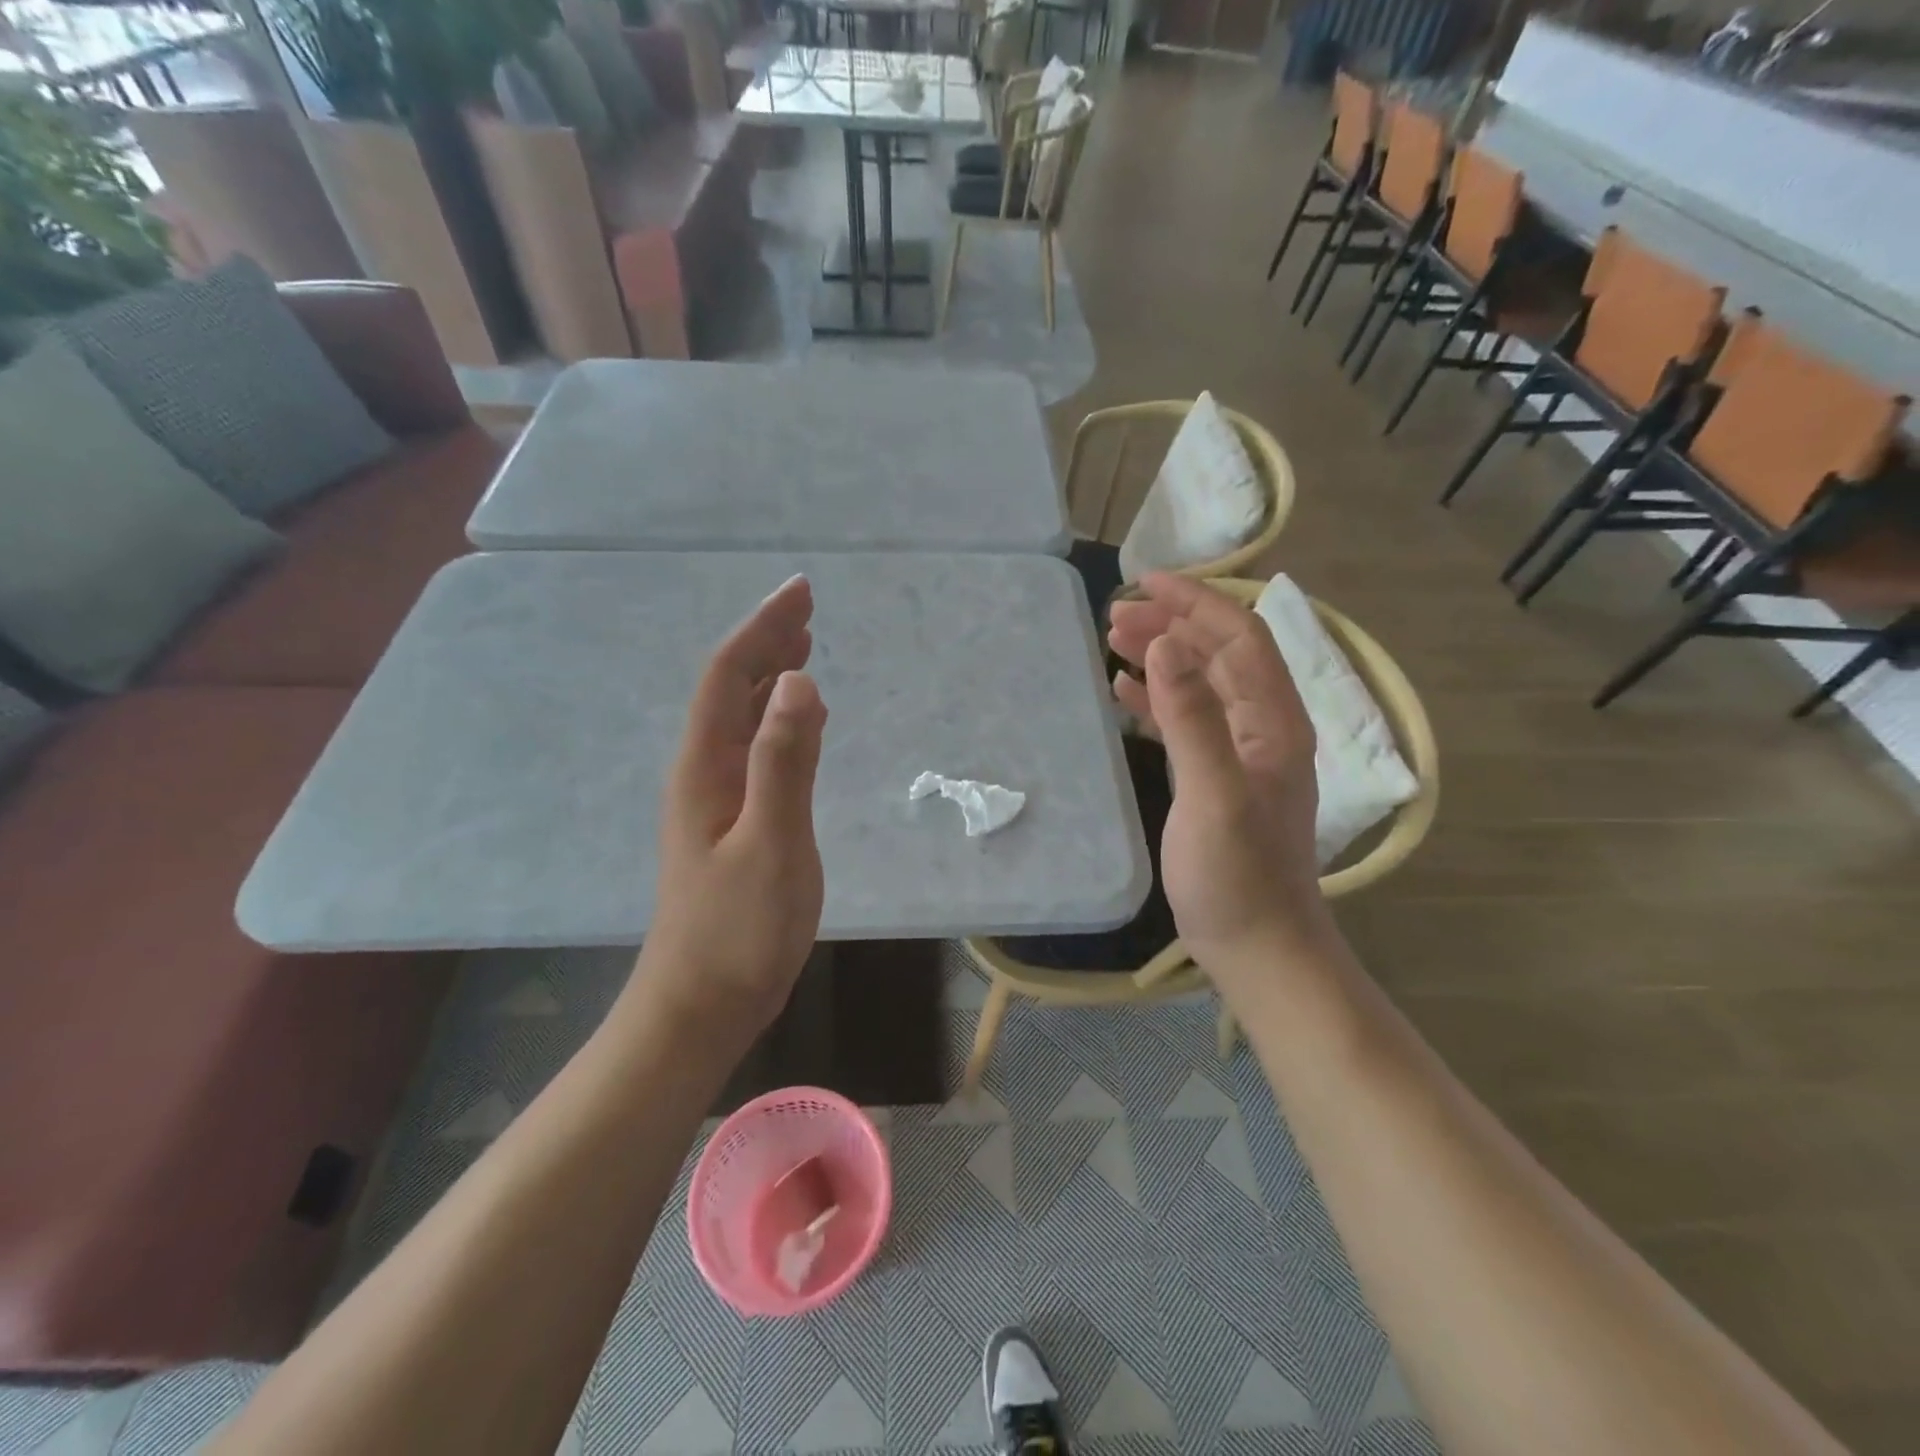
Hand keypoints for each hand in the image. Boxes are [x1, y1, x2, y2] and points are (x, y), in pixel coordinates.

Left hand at [631, 575, 827, 1037]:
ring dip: (771, 677)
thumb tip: (800, 681)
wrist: (701, 1005)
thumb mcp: (771, 843)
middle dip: (767, 642)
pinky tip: (799, 721)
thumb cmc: (738, 930)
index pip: (730, 675)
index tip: (801, 592)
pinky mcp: (734, 823)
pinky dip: (779, 720)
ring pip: (742, 718)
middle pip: (731, 689)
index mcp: (706, 766)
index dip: (763, 628)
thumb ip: (784, 762)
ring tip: (804, 647)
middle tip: (806, 608)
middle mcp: (704, 771)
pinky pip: (756, 750)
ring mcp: (716, 799)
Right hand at [1107, 574, 1327, 973]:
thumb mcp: (1213, 794)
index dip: (1197, 602)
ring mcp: (1244, 755)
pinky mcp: (1221, 779)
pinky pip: (1190, 721)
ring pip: (1203, 684)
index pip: (1240, 638)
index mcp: (1275, 723)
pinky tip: (1125, 695)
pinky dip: (1159, 700)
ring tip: (1115, 643)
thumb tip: (1170, 641)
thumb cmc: (1237, 877)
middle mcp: (1266, 729)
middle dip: (1173, 625)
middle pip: (1221, 655)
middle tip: (1116, 617)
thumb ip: (1192, 717)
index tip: (1144, 583)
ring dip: (1164, 657)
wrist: (1259, 947)